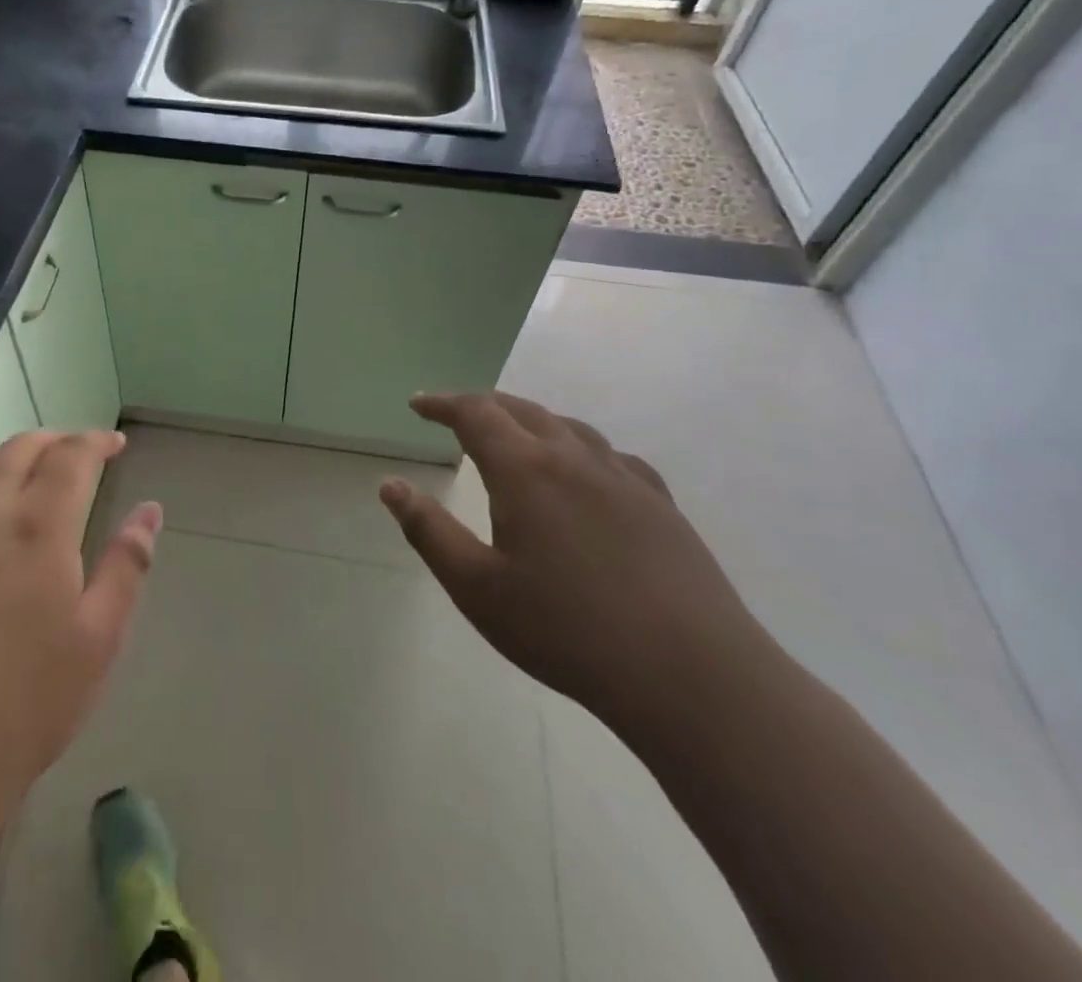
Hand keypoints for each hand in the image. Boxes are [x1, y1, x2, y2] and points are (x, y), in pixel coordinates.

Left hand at [0, 430, 160, 860]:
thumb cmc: (20, 712)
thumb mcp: (97, 643)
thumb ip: (126, 567)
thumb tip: (149, 511)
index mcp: (37, 527)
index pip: (70, 457)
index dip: (95, 442)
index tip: (115, 444)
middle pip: (16, 451)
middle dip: (50, 440)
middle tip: (74, 452)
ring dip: (1, 461)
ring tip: (20, 477)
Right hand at [380, 391, 765, 725]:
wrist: (692, 676)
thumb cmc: (567, 631)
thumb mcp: (477, 588)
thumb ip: (428, 531)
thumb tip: (389, 484)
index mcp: (525, 470)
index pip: (475, 413)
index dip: (442, 403)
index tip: (417, 404)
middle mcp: (573, 457)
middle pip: (520, 410)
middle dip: (480, 406)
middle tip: (453, 414)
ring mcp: (623, 478)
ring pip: (567, 426)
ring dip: (529, 420)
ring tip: (512, 435)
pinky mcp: (661, 504)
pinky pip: (609, 455)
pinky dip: (578, 447)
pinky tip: (584, 473)